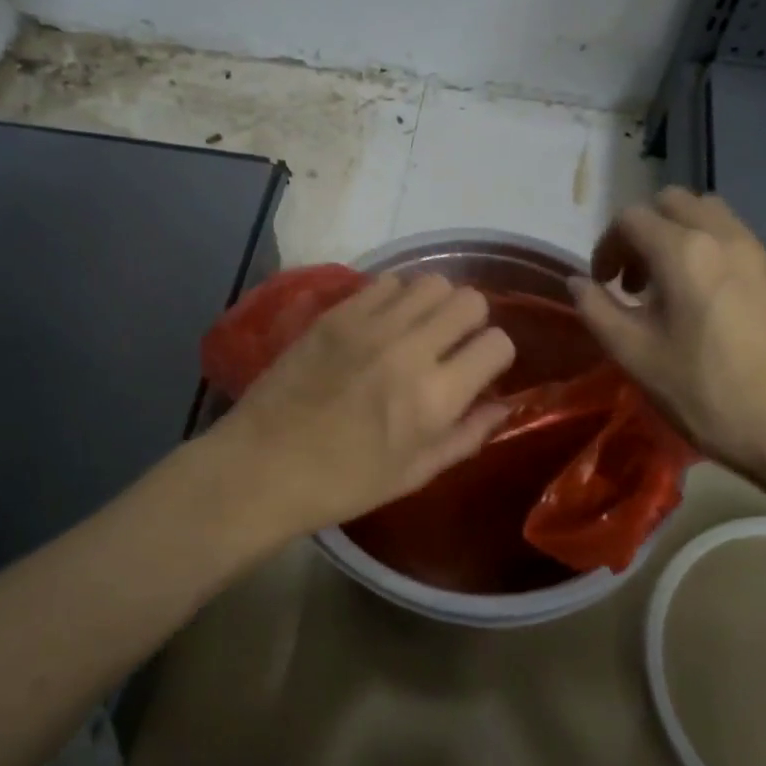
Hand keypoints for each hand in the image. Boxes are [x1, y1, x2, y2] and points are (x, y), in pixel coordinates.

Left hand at [209, 273, 515, 540]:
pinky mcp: (336, 313)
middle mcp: (409, 350)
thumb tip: (501, 405)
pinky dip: (397, 298)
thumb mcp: (415, 474)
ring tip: (419, 329)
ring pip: (431, 283)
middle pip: (469, 300)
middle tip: (452, 344)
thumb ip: (466, 436)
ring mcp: (369, 325)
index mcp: (434, 398)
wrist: (264, 465)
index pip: (497, 344)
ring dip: (436, 304)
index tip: (480, 369)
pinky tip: (383, 323)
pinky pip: (387, 282)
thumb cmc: (343, 483)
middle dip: (472, 321)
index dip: (496, 355)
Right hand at [570, 187, 765, 490]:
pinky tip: (701, 299)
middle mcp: (722, 236)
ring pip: (707, 213)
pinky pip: (732, 237)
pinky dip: (706, 248)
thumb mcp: (634, 354)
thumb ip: (597, 309)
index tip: (602, 285)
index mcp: (683, 252)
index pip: (631, 219)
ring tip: (666, 284)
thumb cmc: (703, 392)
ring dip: (676, 234)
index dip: (606, 246)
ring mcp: (756, 252)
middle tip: (632, 278)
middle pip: (672, 202)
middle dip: (642, 231)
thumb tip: (577, 282)